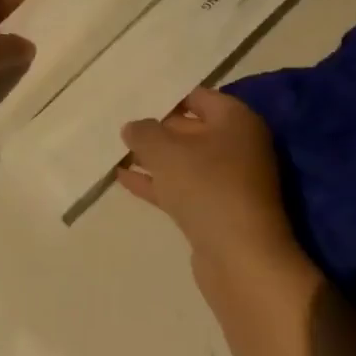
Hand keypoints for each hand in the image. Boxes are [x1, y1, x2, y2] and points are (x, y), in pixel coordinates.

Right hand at [118, 87, 302, 273]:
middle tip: (121, 124)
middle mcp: (238, 146)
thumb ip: (144, 132)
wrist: (240, 258)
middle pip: (191, 128)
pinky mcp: (216, 211)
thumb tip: (133, 127)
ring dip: (153, 158)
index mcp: (236, 121)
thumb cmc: (206, 187)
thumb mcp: (165, 150)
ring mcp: (229, 181)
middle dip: (157, 128)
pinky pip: (181, 187)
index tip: (135, 99)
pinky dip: (156, 183)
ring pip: (184, 161)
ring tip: (115, 151)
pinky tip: (123, 179)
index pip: (198, 96)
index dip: (166, 96)